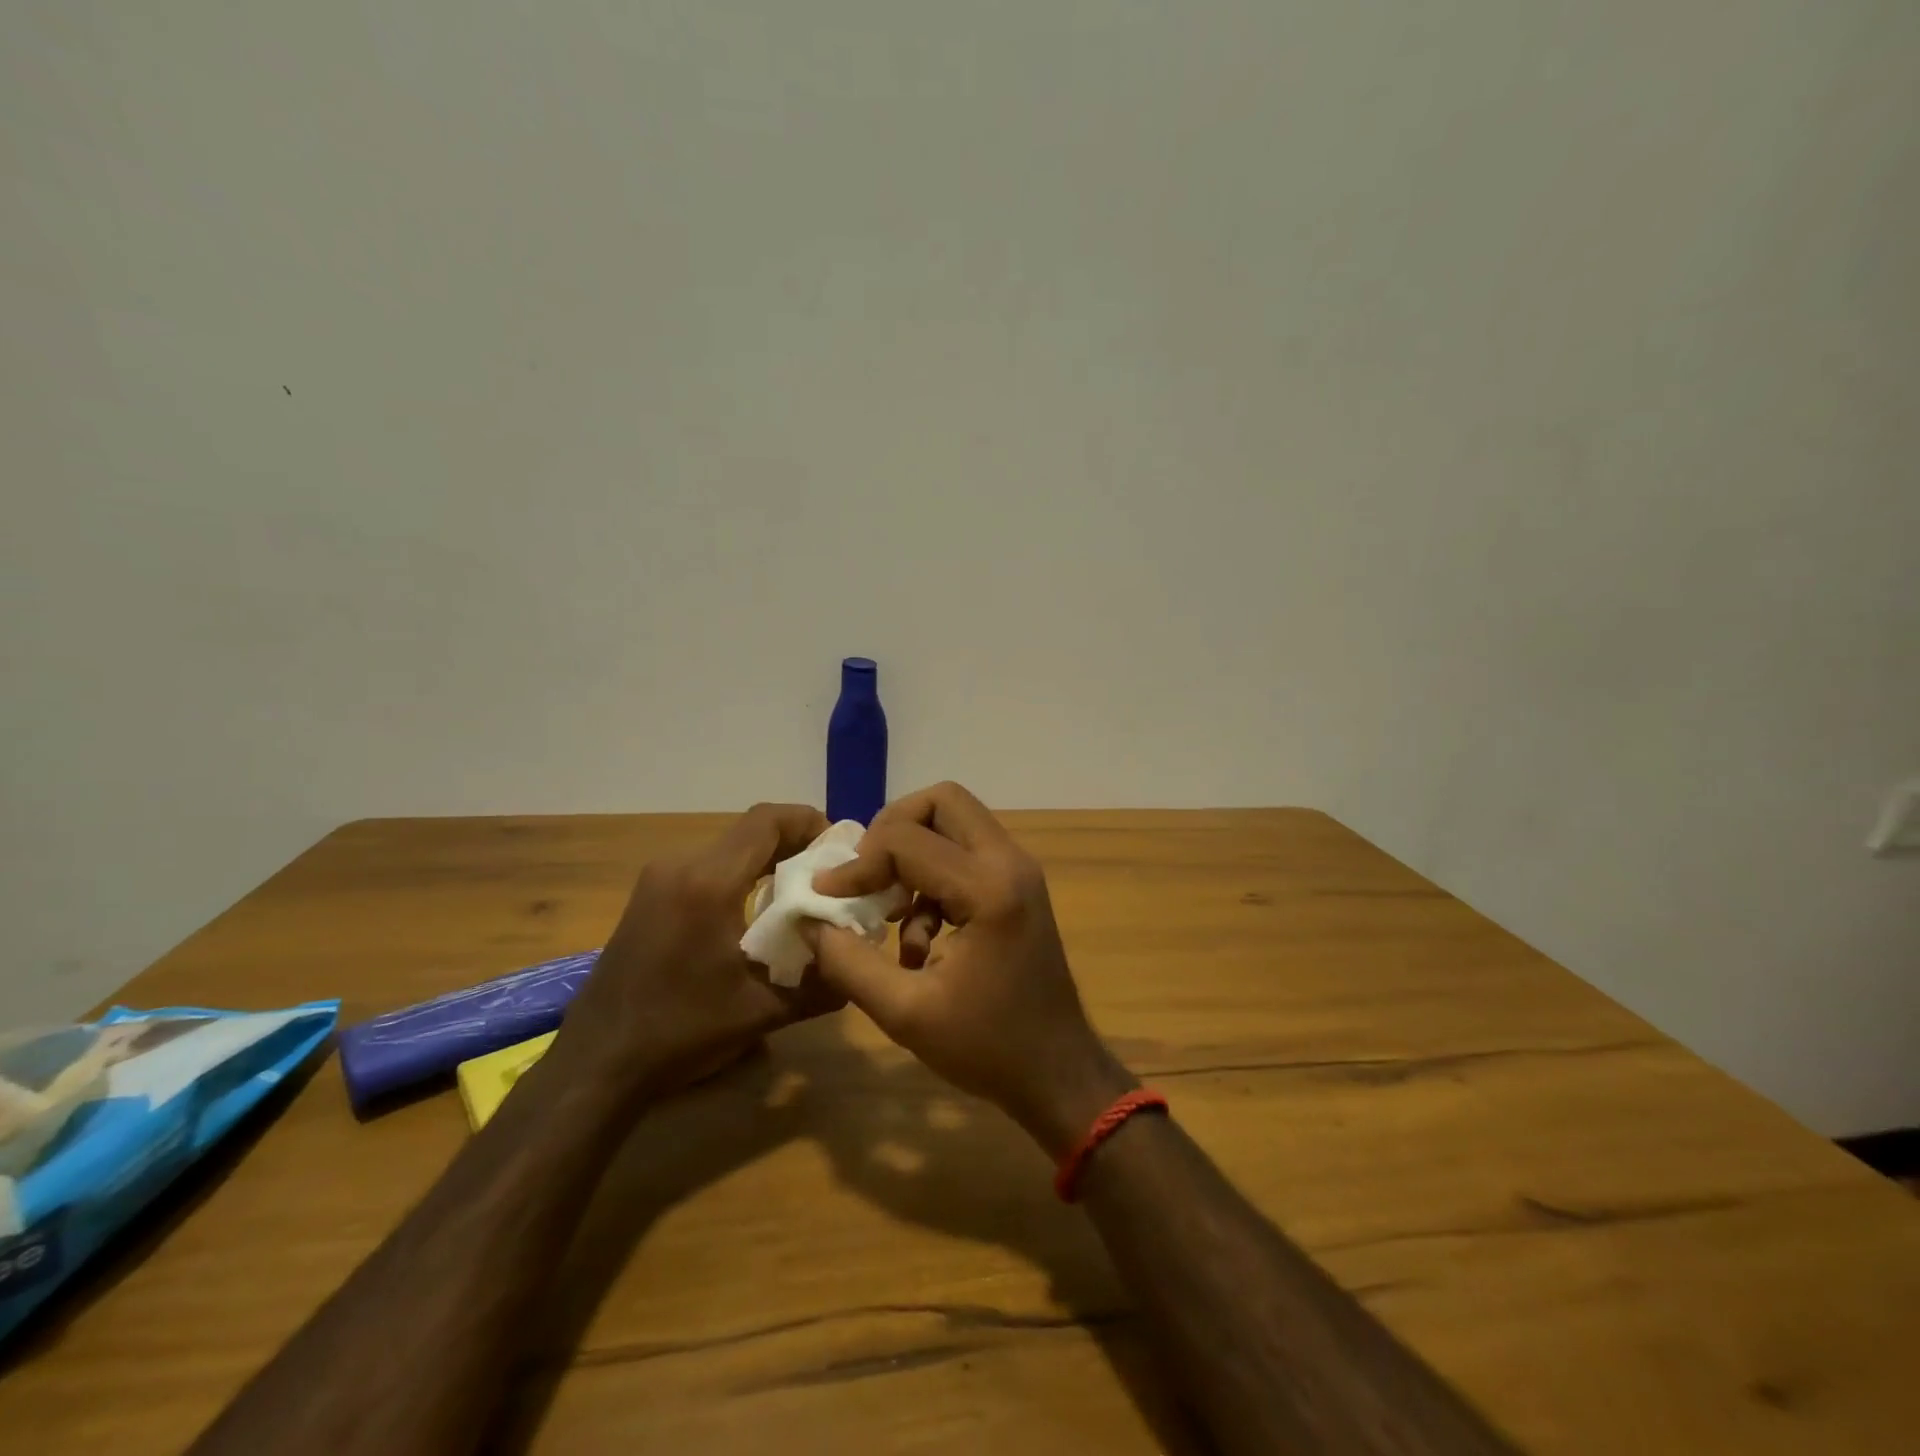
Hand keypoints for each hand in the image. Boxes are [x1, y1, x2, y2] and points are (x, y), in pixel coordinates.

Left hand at [559, 803, 839, 1099]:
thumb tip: (860, 969)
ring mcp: (658, 878)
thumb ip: (820, 986)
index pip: (767, 821)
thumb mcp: (761, 1012)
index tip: (840, 848)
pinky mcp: (648, 896)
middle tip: (829, 875)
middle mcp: (680, 866)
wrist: (596, 1063)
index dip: (809, 822)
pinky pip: (706, 867)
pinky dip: (740, 875)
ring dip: (767, 861)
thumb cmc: (680, 1032)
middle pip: (750, 831)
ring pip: (728, 848)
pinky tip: (756, 913)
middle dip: (795, 844)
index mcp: (708, 882)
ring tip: (800, 894)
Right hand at [802, 782, 1134, 1156]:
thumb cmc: (987, 1047)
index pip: (906, 840)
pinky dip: (933, 878)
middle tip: (866, 874)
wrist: (1058, 1073)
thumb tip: (809, 921)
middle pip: (942, 801)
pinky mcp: (1017, 885)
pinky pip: (966, 853)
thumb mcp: (905, 1013)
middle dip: (893, 830)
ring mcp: (1018, 870)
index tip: (826, 895)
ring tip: (890, 915)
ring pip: (955, 821)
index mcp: (988, 888)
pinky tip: (921, 939)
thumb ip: (849, 962)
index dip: (857, 864)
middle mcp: (1009, 862)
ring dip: (913, 855)